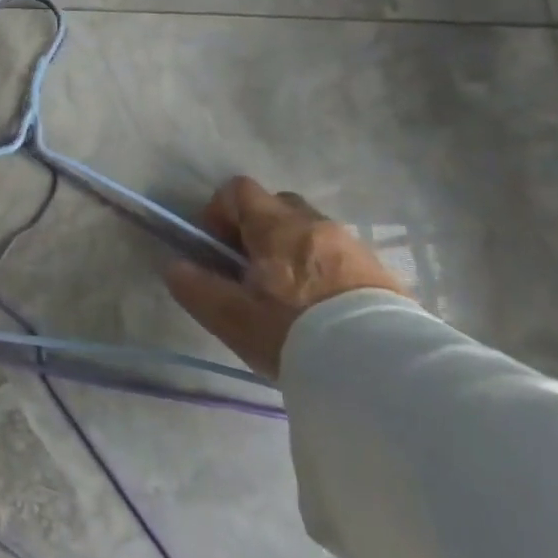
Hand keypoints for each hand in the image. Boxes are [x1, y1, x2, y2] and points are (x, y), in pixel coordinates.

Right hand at [163, 176, 408, 378]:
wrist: (382, 368)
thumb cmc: (293, 331)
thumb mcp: (230, 316)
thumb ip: (195, 287)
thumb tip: (176, 267)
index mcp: (275, 225)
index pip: (237, 189)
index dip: (219, 212)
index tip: (217, 248)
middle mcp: (315, 223)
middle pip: (277, 206)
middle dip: (258, 231)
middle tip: (251, 272)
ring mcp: (352, 245)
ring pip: (310, 232)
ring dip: (292, 252)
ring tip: (289, 298)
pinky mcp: (381, 273)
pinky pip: (340, 258)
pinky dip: (323, 272)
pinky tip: (322, 312)